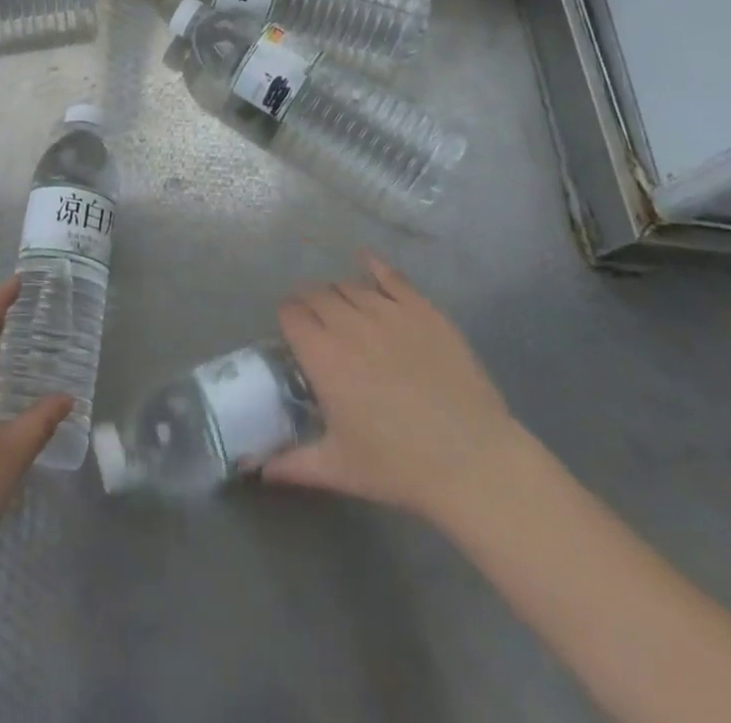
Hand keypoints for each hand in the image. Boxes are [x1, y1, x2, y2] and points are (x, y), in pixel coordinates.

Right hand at [265, 255, 521, 521]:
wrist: (474, 462)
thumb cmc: (400, 467)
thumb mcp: (338, 469)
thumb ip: (291, 464)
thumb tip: (256, 469)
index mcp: (322, 356)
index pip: (290, 313)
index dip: (288, 318)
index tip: (292, 332)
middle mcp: (349, 324)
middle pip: (316, 293)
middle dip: (309, 302)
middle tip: (315, 323)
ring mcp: (389, 313)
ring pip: (349, 285)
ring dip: (338, 293)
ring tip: (343, 308)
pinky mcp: (423, 311)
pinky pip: (391, 277)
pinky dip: (374, 266)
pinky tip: (366, 261)